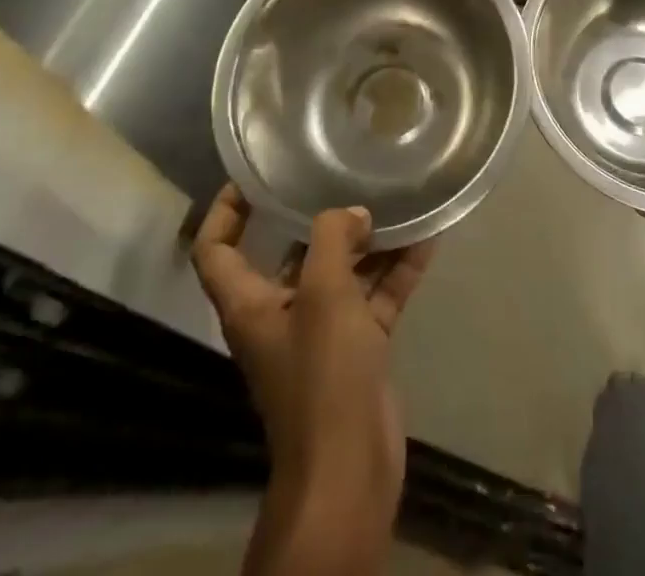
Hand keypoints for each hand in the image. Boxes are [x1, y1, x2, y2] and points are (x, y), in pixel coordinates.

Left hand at [191, 187, 435, 523]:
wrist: (349, 471)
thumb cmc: (321, 375)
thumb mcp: (323, 294)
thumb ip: (333, 238)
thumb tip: (353, 213)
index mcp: (251, 304)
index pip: (216, 250)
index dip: (225, 211)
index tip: (252, 176)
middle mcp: (280, 314)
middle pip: (290, 254)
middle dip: (317, 217)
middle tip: (344, 174)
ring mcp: (322, 333)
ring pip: (343, 272)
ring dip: (370, 241)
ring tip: (399, 198)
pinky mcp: (358, 348)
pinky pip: (376, 296)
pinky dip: (398, 269)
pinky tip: (428, 238)